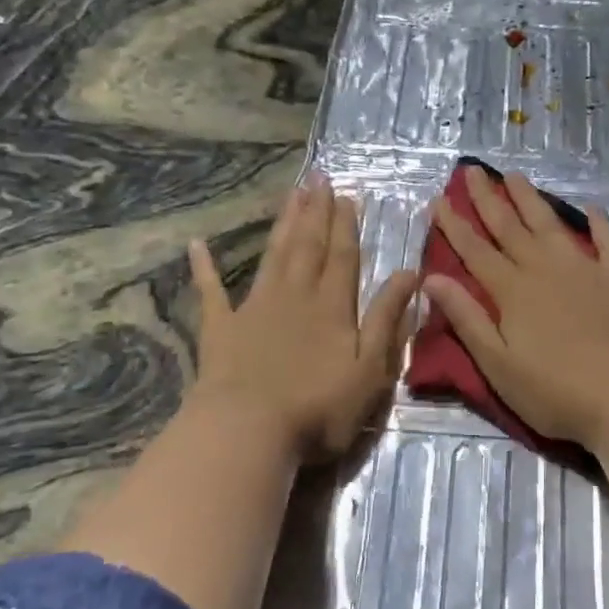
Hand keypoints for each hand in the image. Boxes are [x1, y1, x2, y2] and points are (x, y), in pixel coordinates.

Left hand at [188, 174, 417, 462]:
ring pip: (273, 256)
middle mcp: (295, 296)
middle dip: (316, 211)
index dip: (346, 225)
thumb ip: (388, 318)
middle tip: (318, 177)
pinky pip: (211, 292)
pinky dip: (204, 268)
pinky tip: (197, 246)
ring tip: (292, 194)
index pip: (343, 257)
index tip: (348, 195)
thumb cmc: (318, 407)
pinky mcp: (221, 329)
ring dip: (284, 224)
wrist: (248, 431)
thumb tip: (410, 272)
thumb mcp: (371, 368)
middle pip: (308, 246)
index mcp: (333, 307)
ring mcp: (254, 308)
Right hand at [424, 165, 608, 450]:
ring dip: (530, 199)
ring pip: (550, 224)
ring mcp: (585, 268)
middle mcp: (544, 268)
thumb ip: (466, 317)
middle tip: (472, 170)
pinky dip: (598, 222)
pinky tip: (591, 208)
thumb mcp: (497, 364)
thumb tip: (432, 278)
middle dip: (487, 198)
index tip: (438, 200)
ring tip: (515, 176)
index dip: (454, 225)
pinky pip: (606, 240)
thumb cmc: (554, 392)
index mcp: (512, 290)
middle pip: (509, 227)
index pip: (475, 250)